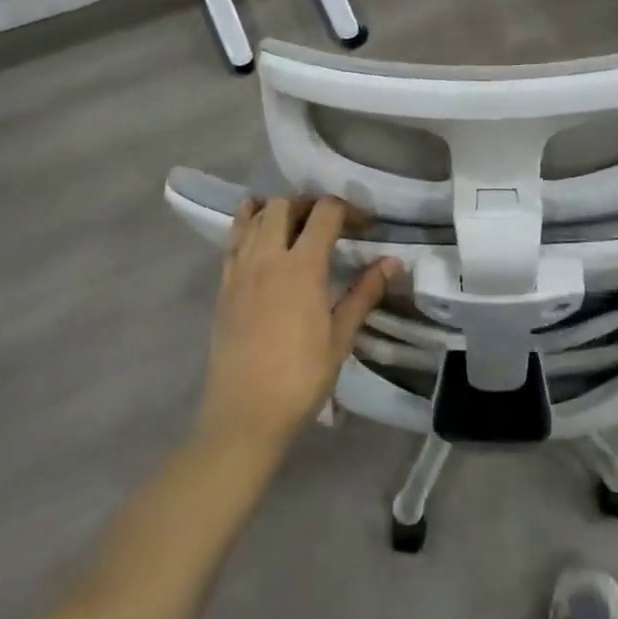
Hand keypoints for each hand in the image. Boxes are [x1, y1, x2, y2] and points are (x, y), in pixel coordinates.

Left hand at [197, 196, 396, 454]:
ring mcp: (240, 269)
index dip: (348, 209)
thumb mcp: (340, 338)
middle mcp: (268, 257)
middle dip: (310, 203)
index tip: (365, 224)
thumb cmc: (300, 379)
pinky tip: (260, 235)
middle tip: (329, 222)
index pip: (325, 212)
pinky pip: (233, 239)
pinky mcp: (223, 285)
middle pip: (285, 204)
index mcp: (302, 267)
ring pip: (255, 216)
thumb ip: (365, 293)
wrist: (244, 415)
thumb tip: (394, 262)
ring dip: (278, 209)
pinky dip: (248, 225)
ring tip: (296, 224)